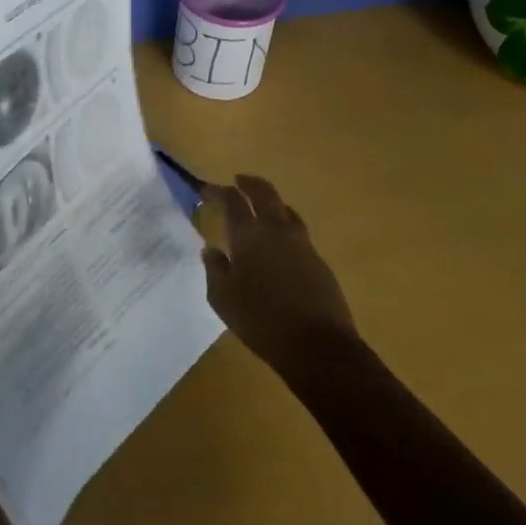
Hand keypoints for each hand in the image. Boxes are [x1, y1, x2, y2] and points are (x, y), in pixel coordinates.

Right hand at [202, 175, 357, 375]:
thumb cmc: (261, 321)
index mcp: (248, 235)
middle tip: (238, 180)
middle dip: (249, 183)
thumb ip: (214, 270)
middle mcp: (275, 229)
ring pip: (285, 209)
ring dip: (271, 202)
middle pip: (264, 192)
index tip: (207, 189)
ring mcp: (301, 242)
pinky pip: (298, 231)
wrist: (318, 344)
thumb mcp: (223, 299)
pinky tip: (281, 242)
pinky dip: (285, 225)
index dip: (218, 191)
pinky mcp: (318, 259)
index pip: (232, 200)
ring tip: (262, 207)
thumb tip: (211, 250)